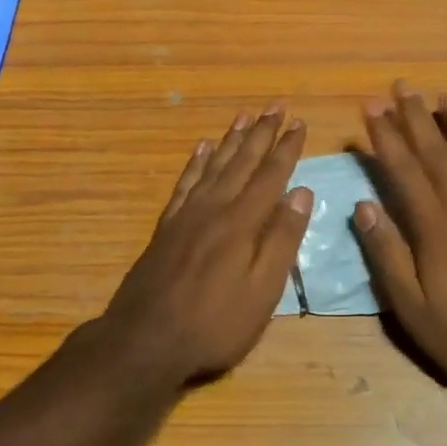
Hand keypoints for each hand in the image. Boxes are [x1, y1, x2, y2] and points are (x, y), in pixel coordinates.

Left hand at [101, 108, 309, 387]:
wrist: (144, 341)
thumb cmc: (214, 323)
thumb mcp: (263, 291)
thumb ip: (283, 239)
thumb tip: (302, 192)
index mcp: (243, 222)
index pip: (271, 174)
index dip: (287, 148)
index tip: (299, 122)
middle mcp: (215, 207)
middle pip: (243, 161)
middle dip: (262, 132)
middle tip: (276, 105)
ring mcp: (187, 214)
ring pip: (214, 164)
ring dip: (232, 138)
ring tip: (244, 115)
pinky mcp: (167, 226)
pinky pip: (185, 182)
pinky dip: (196, 161)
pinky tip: (202, 147)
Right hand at [352, 83, 446, 389]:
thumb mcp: (411, 306)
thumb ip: (386, 254)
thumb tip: (362, 207)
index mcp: (434, 224)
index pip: (403, 168)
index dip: (385, 135)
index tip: (370, 107)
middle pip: (436, 149)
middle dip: (415, 115)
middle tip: (402, 86)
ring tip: (444, 97)